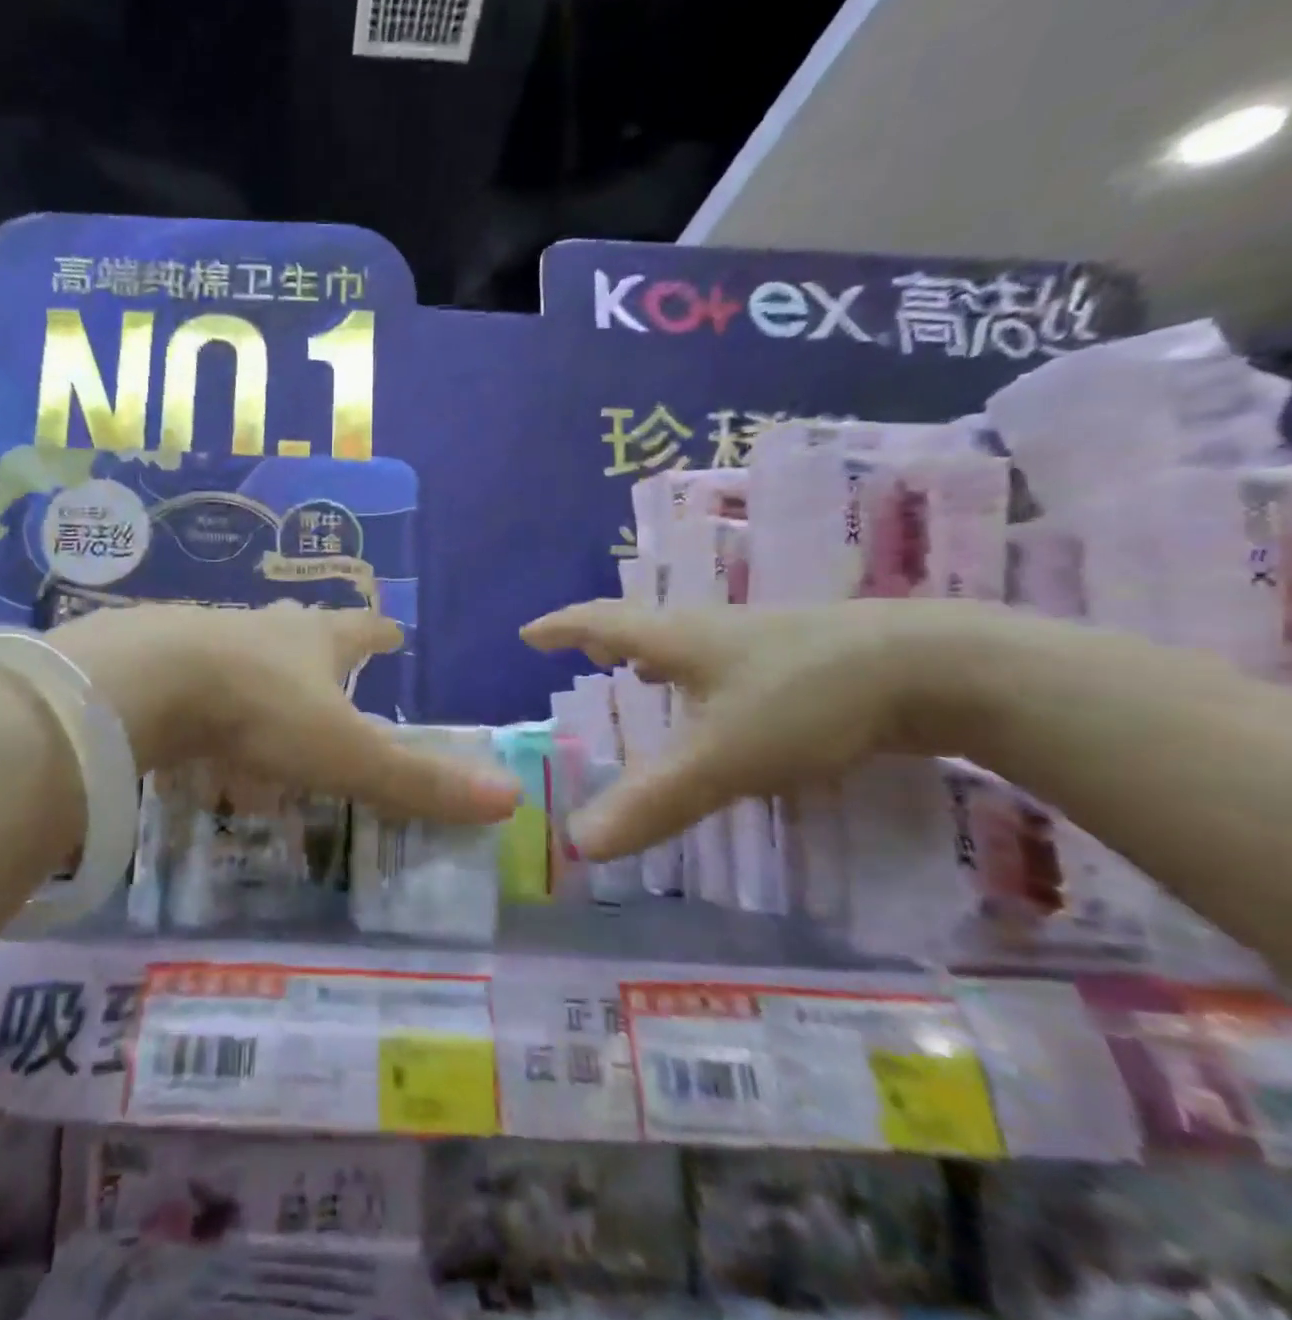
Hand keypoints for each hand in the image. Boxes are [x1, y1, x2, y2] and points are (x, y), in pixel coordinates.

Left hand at [46, 603, 520, 824]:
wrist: (144, 680)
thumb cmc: (259, 711)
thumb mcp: (344, 754)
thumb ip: (417, 780)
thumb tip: (508, 797)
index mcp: (315, 640)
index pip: (361, 629)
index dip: (380, 633)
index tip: (393, 633)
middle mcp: (265, 627)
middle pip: (301, 626)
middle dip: (318, 640)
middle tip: (327, 663)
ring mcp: (206, 635)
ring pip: (244, 646)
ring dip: (259, 665)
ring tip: (261, 696)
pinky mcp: (157, 656)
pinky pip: (191, 673)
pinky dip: (202, 693)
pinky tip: (191, 721)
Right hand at [521, 598, 999, 858]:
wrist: (937, 668)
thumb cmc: (806, 698)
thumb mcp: (722, 757)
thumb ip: (651, 800)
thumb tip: (578, 843)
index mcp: (679, 640)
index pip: (601, 622)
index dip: (561, 628)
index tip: (528, 633)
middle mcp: (714, 631)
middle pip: (645, 628)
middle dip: (607, 640)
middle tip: (584, 655)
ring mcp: (765, 641)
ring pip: (692, 645)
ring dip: (656, 657)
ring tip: (640, 677)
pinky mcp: (809, 659)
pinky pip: (732, 663)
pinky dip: (704, 676)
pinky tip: (724, 702)